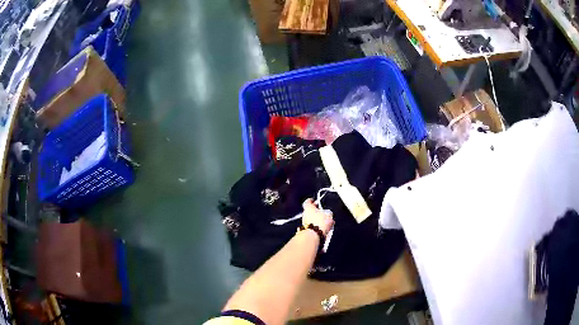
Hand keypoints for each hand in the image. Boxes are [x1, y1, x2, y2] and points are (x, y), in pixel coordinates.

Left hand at [302, 199, 333, 235]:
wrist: (313, 236)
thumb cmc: (320, 222)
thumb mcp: (328, 214)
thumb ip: (328, 213)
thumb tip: (328, 214)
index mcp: (308, 208)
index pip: (308, 202)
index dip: (311, 201)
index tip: (313, 200)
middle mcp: (304, 215)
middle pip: (310, 211)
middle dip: (316, 212)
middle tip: (323, 213)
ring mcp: (304, 223)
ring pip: (311, 220)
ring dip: (317, 220)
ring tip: (326, 223)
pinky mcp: (306, 230)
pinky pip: (312, 227)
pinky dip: (317, 227)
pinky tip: (323, 229)